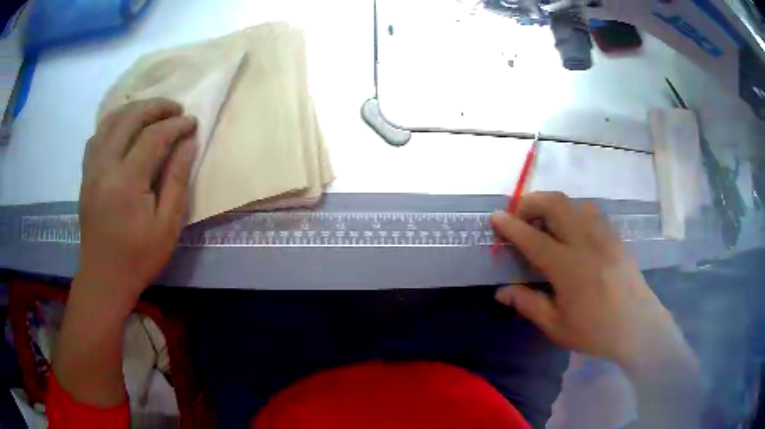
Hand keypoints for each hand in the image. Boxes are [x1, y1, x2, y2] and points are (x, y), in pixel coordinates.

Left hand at [77, 98, 196, 311]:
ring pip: (111, 121)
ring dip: (134, 109)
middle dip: (156, 107)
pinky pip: (98, 135)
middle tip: (176, 110)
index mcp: (127, 181)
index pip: (153, 136)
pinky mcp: (85, 174)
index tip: (192, 123)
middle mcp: (105, 166)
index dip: (176, 125)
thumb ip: (177, 179)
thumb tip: (188, 142)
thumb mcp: (167, 226)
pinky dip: (114, 122)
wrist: (103, 277)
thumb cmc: (138, 257)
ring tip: (153, 112)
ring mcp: (91, 168)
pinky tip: (125, 127)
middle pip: (130, 118)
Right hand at [491, 192, 688, 370]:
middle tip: (520, 216)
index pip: (533, 238)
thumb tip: (501, 292)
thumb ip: (528, 304)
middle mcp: (586, 242)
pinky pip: (591, 212)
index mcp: (568, 267)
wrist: (638, 327)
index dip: (511, 226)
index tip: (496, 217)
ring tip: (545, 222)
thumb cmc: (596, 331)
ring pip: (575, 203)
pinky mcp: (615, 237)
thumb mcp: (557, 326)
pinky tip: (572, 229)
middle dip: (532, 202)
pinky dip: (574, 211)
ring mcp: (604, 235)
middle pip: (556, 204)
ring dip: (554, 205)